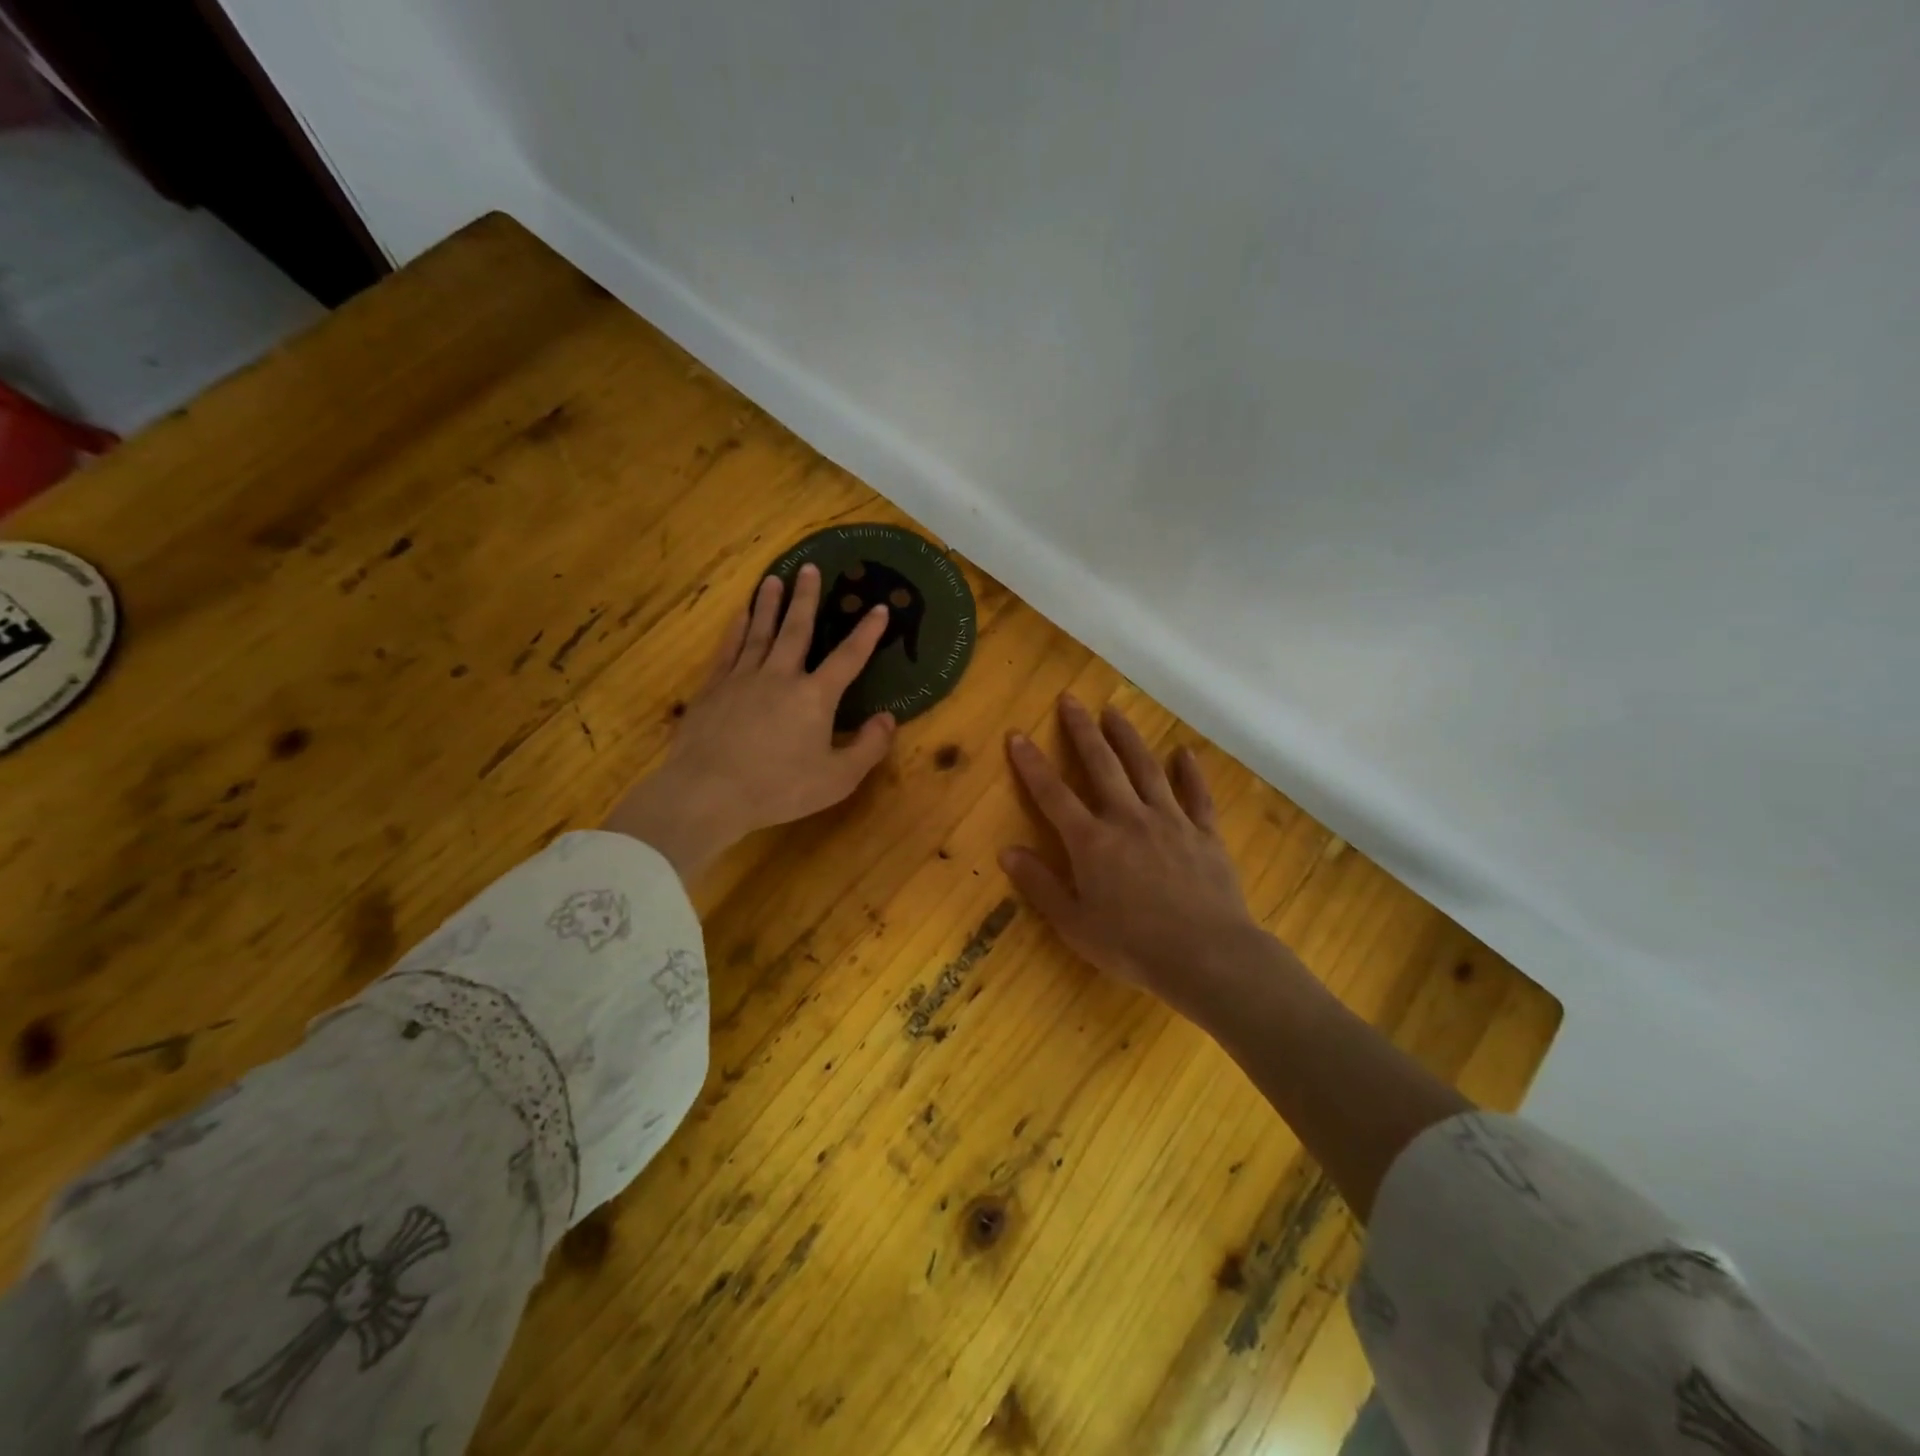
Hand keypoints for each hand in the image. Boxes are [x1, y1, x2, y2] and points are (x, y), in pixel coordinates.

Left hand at [605, 565, 896, 880]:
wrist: (708, 793)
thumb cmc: (779, 789)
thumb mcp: (837, 779)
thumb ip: (868, 748)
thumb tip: (888, 718)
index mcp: (815, 697)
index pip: (848, 657)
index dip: (867, 633)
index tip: (879, 608)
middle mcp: (780, 676)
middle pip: (797, 629)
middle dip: (807, 598)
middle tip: (810, 569)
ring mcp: (743, 678)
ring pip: (760, 632)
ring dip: (769, 604)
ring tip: (775, 578)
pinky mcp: (713, 688)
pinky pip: (729, 649)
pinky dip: (737, 629)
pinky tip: (740, 615)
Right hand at [1000, 695, 1263, 1012]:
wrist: (1207, 956)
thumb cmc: (1132, 946)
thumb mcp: (1074, 924)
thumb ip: (1040, 885)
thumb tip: (1007, 851)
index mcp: (1091, 842)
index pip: (1053, 794)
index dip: (1032, 764)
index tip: (1017, 734)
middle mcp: (1128, 819)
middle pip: (1101, 765)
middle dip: (1082, 731)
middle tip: (1070, 699)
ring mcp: (1170, 821)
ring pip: (1145, 769)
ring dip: (1127, 738)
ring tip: (1114, 711)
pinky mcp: (1204, 834)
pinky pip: (1196, 795)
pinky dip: (1189, 772)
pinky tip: (1183, 753)